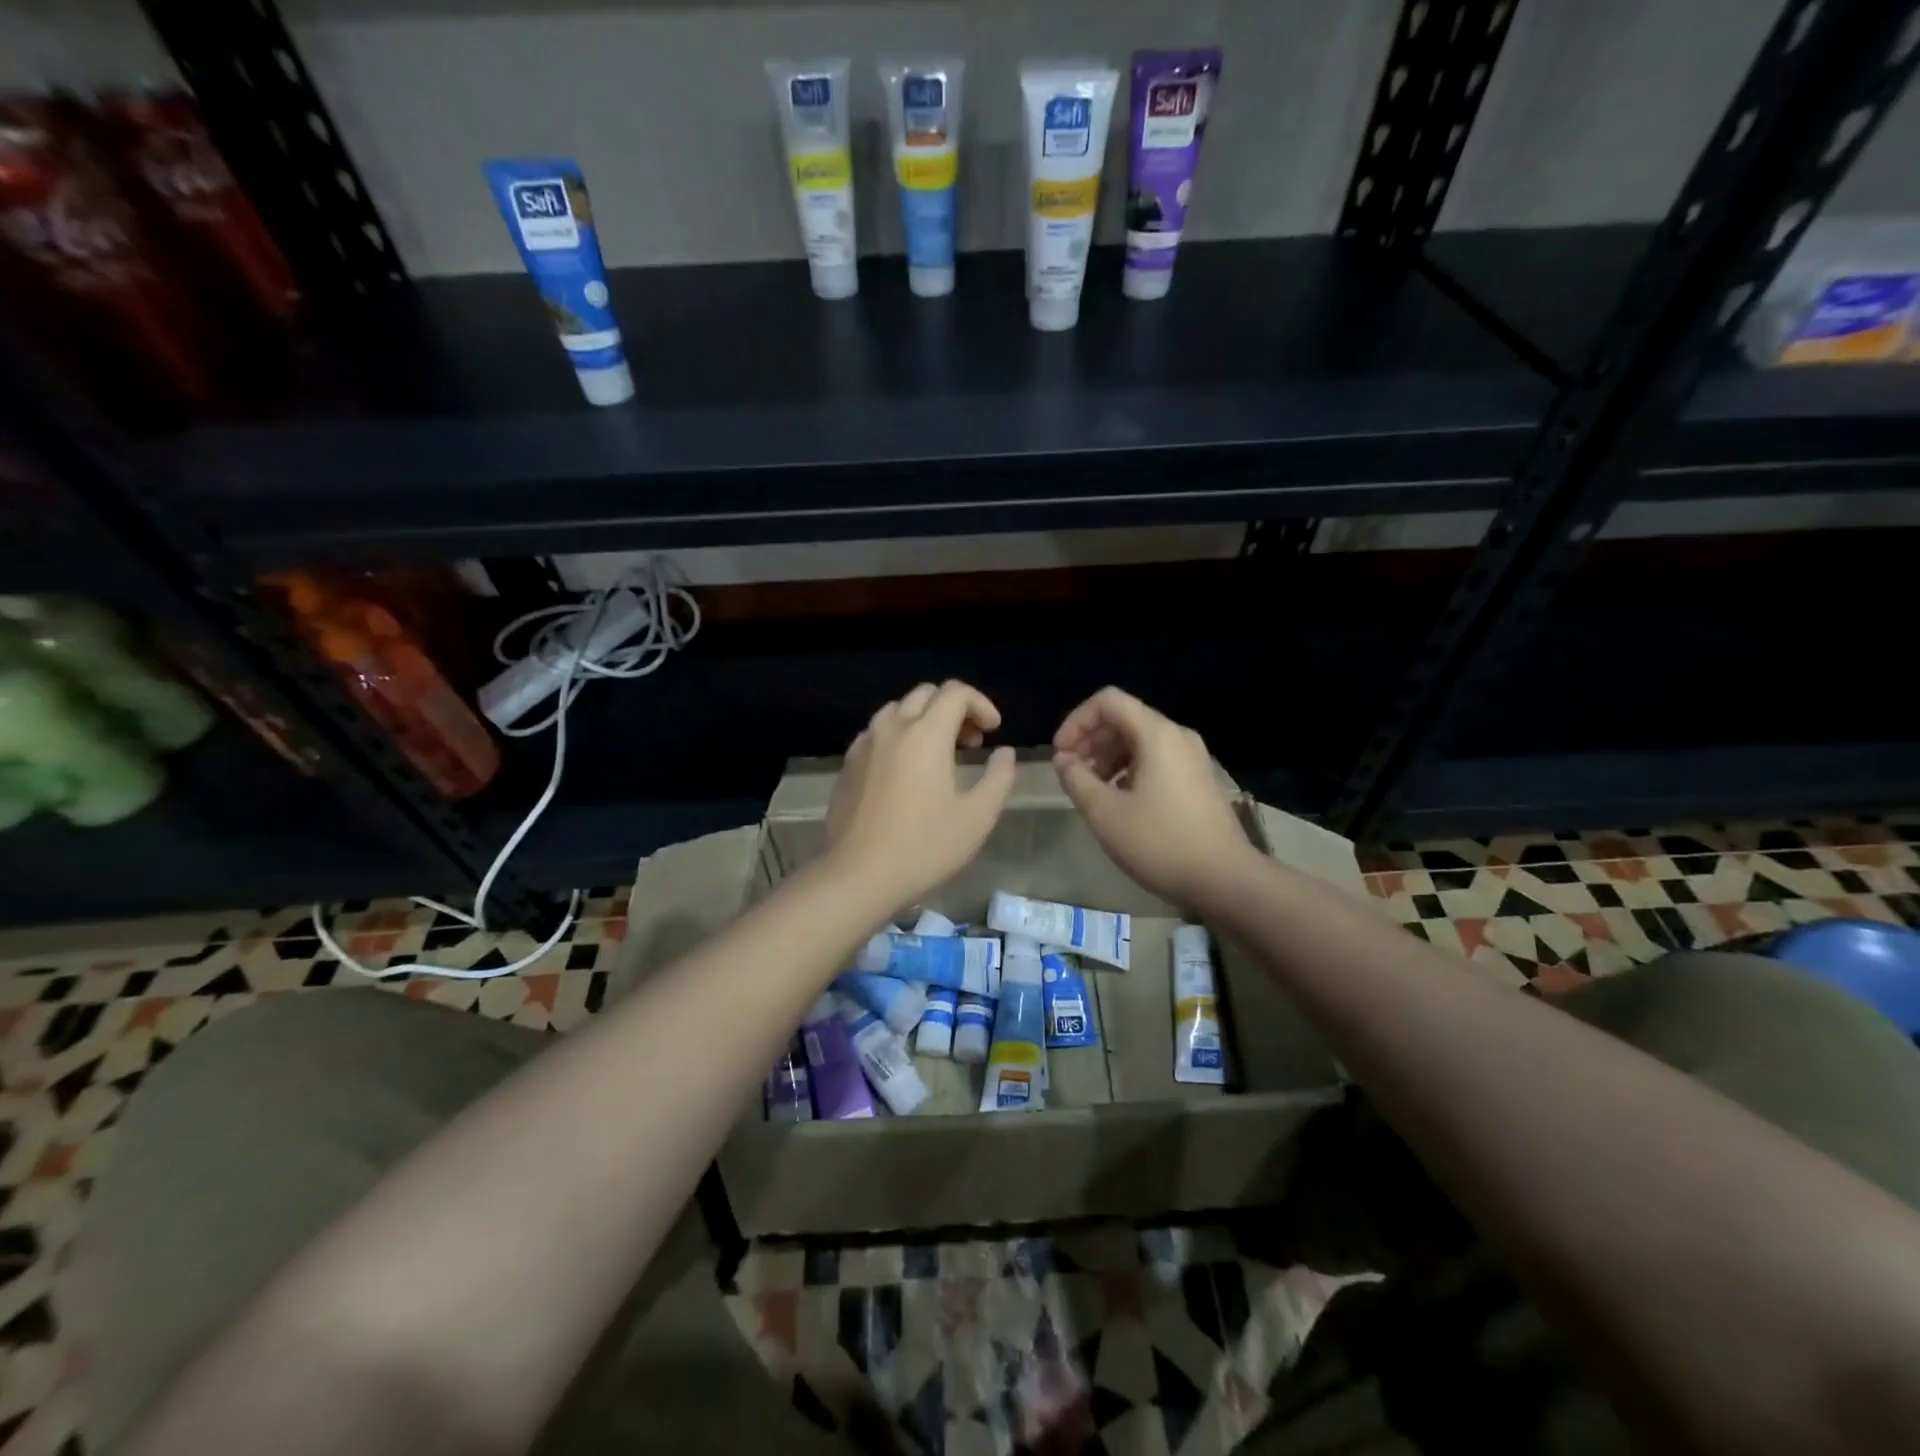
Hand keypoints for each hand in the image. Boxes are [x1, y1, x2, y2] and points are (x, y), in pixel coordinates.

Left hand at [826, 680, 1016, 911]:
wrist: (858, 874)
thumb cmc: (924, 846)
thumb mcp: (977, 817)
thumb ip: (998, 777)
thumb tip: (1004, 753)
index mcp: (926, 734)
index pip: (956, 692)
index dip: (981, 704)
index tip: (993, 732)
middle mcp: (892, 728)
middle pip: (925, 694)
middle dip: (954, 709)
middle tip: (970, 743)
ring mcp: (864, 745)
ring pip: (897, 710)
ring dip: (924, 720)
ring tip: (939, 755)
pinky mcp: (848, 765)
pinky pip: (877, 733)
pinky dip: (899, 736)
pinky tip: (906, 771)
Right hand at [1053, 687, 1257, 906]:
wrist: (1225, 880)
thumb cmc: (1160, 843)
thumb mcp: (1105, 813)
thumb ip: (1077, 780)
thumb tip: (1064, 761)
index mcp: (1157, 735)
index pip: (1108, 701)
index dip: (1076, 721)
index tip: (1060, 755)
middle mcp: (1177, 737)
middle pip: (1124, 719)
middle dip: (1090, 741)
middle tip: (1070, 774)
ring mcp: (1192, 758)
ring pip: (1139, 741)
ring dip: (1107, 758)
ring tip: (1090, 790)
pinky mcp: (1197, 780)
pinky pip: (1155, 760)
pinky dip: (1128, 770)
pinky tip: (1118, 802)